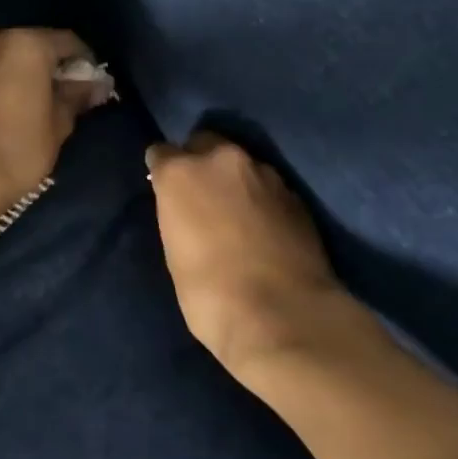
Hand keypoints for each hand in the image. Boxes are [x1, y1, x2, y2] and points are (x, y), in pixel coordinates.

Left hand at [0, 29, 106, 216]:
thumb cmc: (19, 149)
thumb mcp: (59, 123)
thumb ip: (77, 95)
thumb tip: (98, 84)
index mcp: (25, 43)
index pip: (68, 42)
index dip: (86, 62)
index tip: (94, 85)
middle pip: (36, 44)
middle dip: (53, 65)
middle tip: (69, 93)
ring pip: (10, 54)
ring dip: (27, 71)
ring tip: (42, 100)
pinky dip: (5, 77)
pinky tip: (16, 101)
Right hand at [146, 133, 367, 378]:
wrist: (282, 315)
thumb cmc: (209, 293)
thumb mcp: (174, 252)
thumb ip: (177, 215)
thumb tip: (185, 209)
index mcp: (182, 172)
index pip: (161, 152)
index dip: (162, 171)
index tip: (164, 190)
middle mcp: (222, 160)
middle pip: (204, 143)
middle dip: (200, 162)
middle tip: (201, 197)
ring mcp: (264, 173)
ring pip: (240, 163)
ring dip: (234, 180)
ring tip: (236, 214)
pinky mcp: (295, 194)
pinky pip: (268, 186)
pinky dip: (261, 199)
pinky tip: (263, 228)